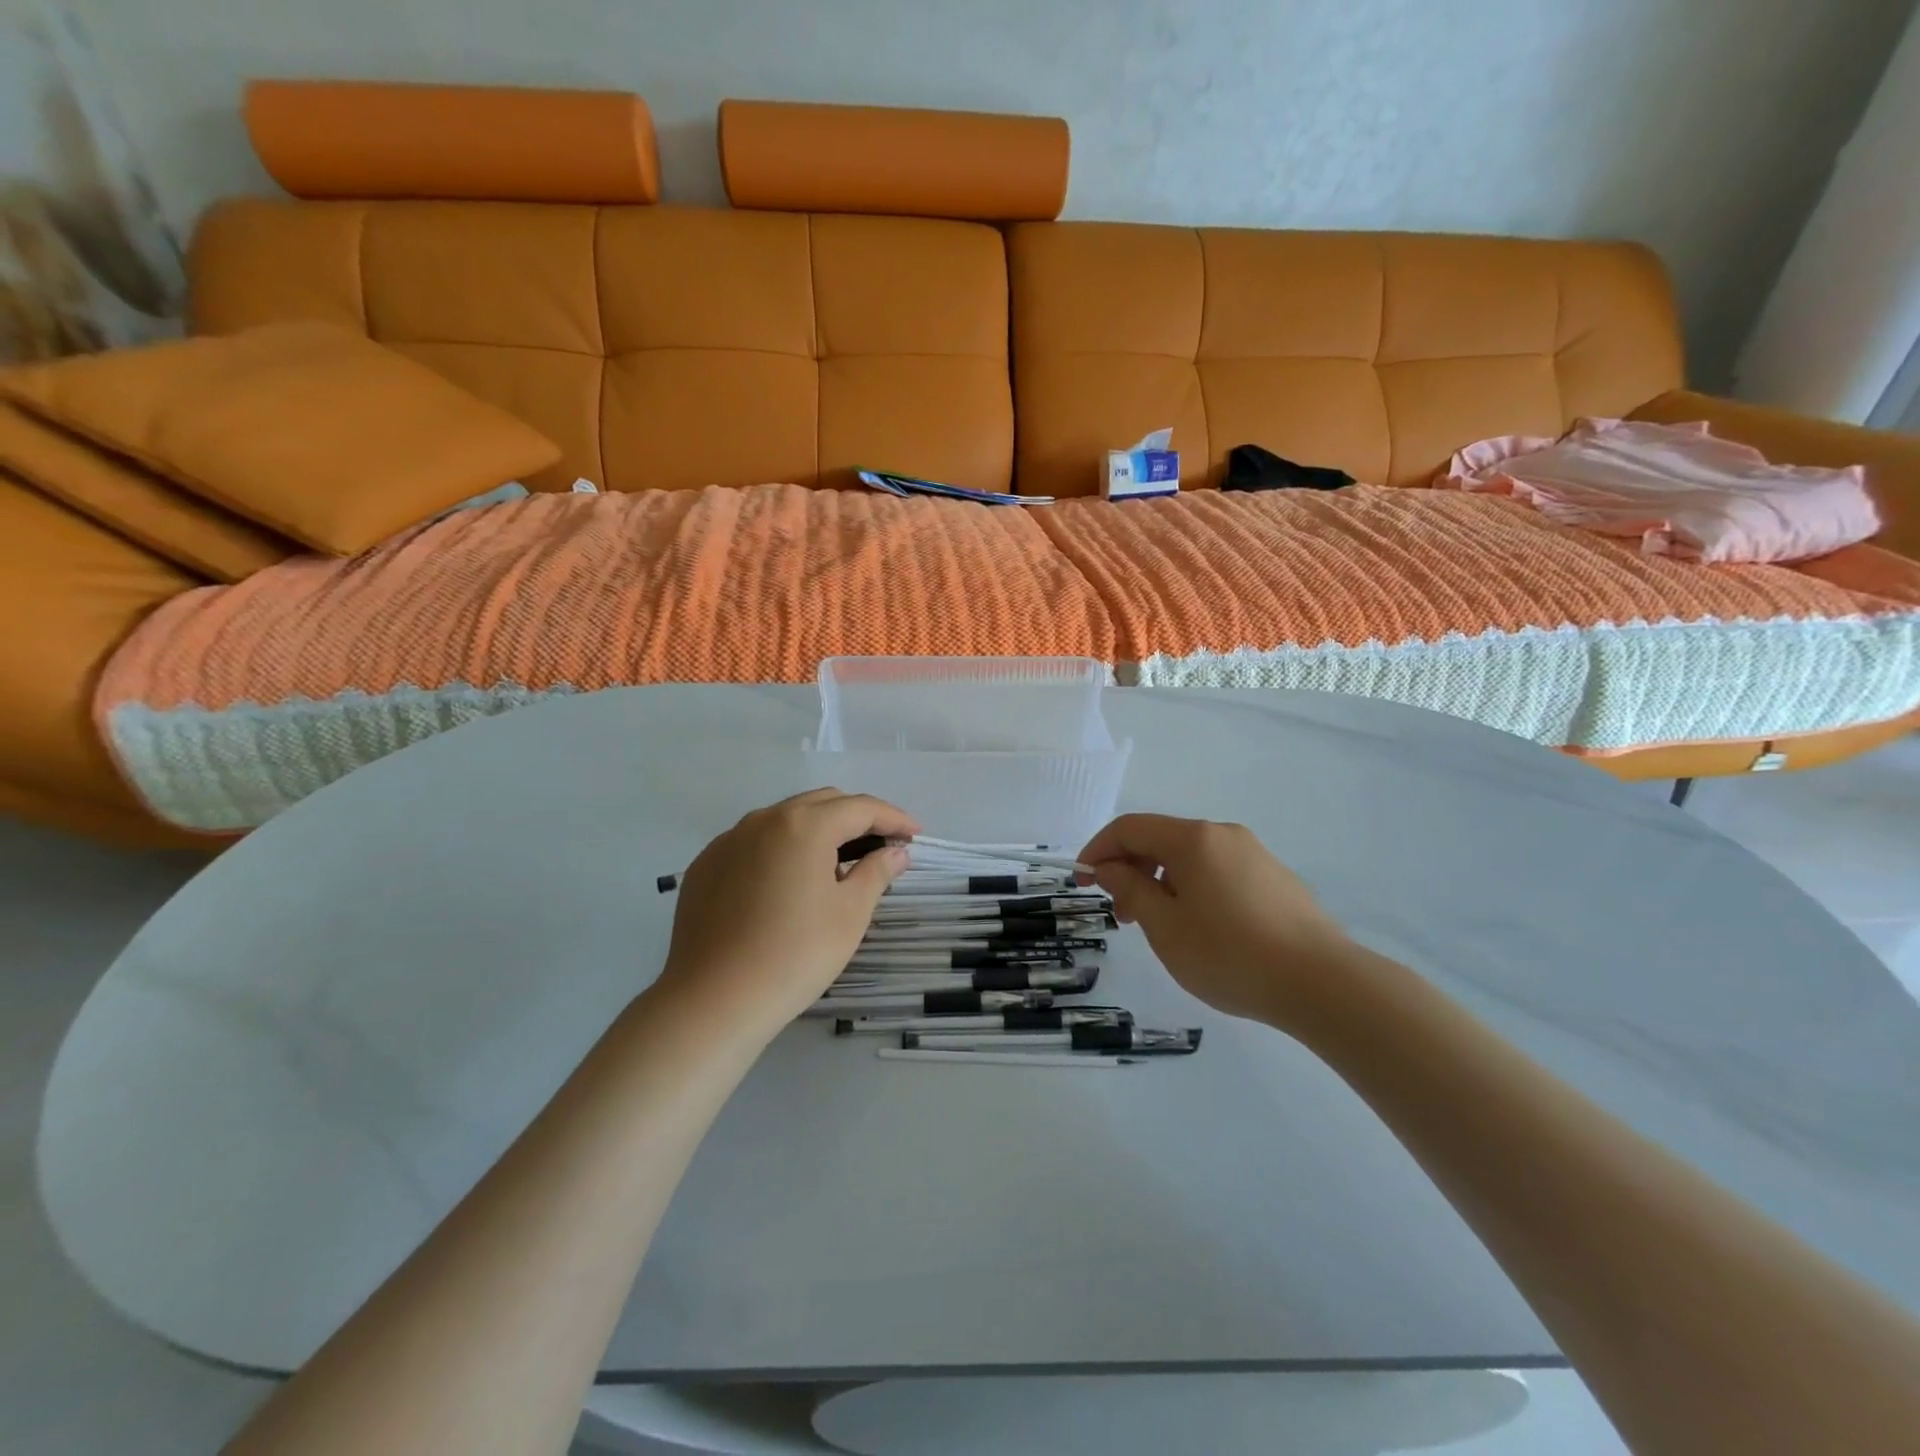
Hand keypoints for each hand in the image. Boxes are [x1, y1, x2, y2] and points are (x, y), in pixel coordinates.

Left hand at [655, 789, 917, 1039]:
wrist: (714, 1000)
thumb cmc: (795, 955)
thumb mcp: (850, 913)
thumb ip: (877, 872)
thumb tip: (896, 852)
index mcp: (804, 825)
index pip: (860, 808)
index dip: (893, 819)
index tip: (915, 835)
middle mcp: (764, 819)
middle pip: (822, 804)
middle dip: (857, 818)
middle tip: (881, 847)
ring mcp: (728, 841)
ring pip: (785, 819)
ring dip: (818, 831)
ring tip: (837, 865)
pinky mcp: (706, 865)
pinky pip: (754, 843)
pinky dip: (781, 849)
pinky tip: (788, 883)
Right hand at [1078, 814, 1353, 1027]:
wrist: (1323, 983)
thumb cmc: (1230, 954)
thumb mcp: (1165, 927)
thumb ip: (1130, 889)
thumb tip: (1109, 867)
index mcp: (1192, 838)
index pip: (1130, 828)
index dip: (1098, 850)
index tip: (1082, 882)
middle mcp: (1223, 834)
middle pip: (1161, 840)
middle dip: (1130, 870)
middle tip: (1120, 916)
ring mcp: (1253, 854)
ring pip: (1190, 858)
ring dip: (1161, 883)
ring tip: (1159, 928)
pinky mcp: (1274, 878)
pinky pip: (1218, 872)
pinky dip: (1192, 889)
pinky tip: (1201, 929)